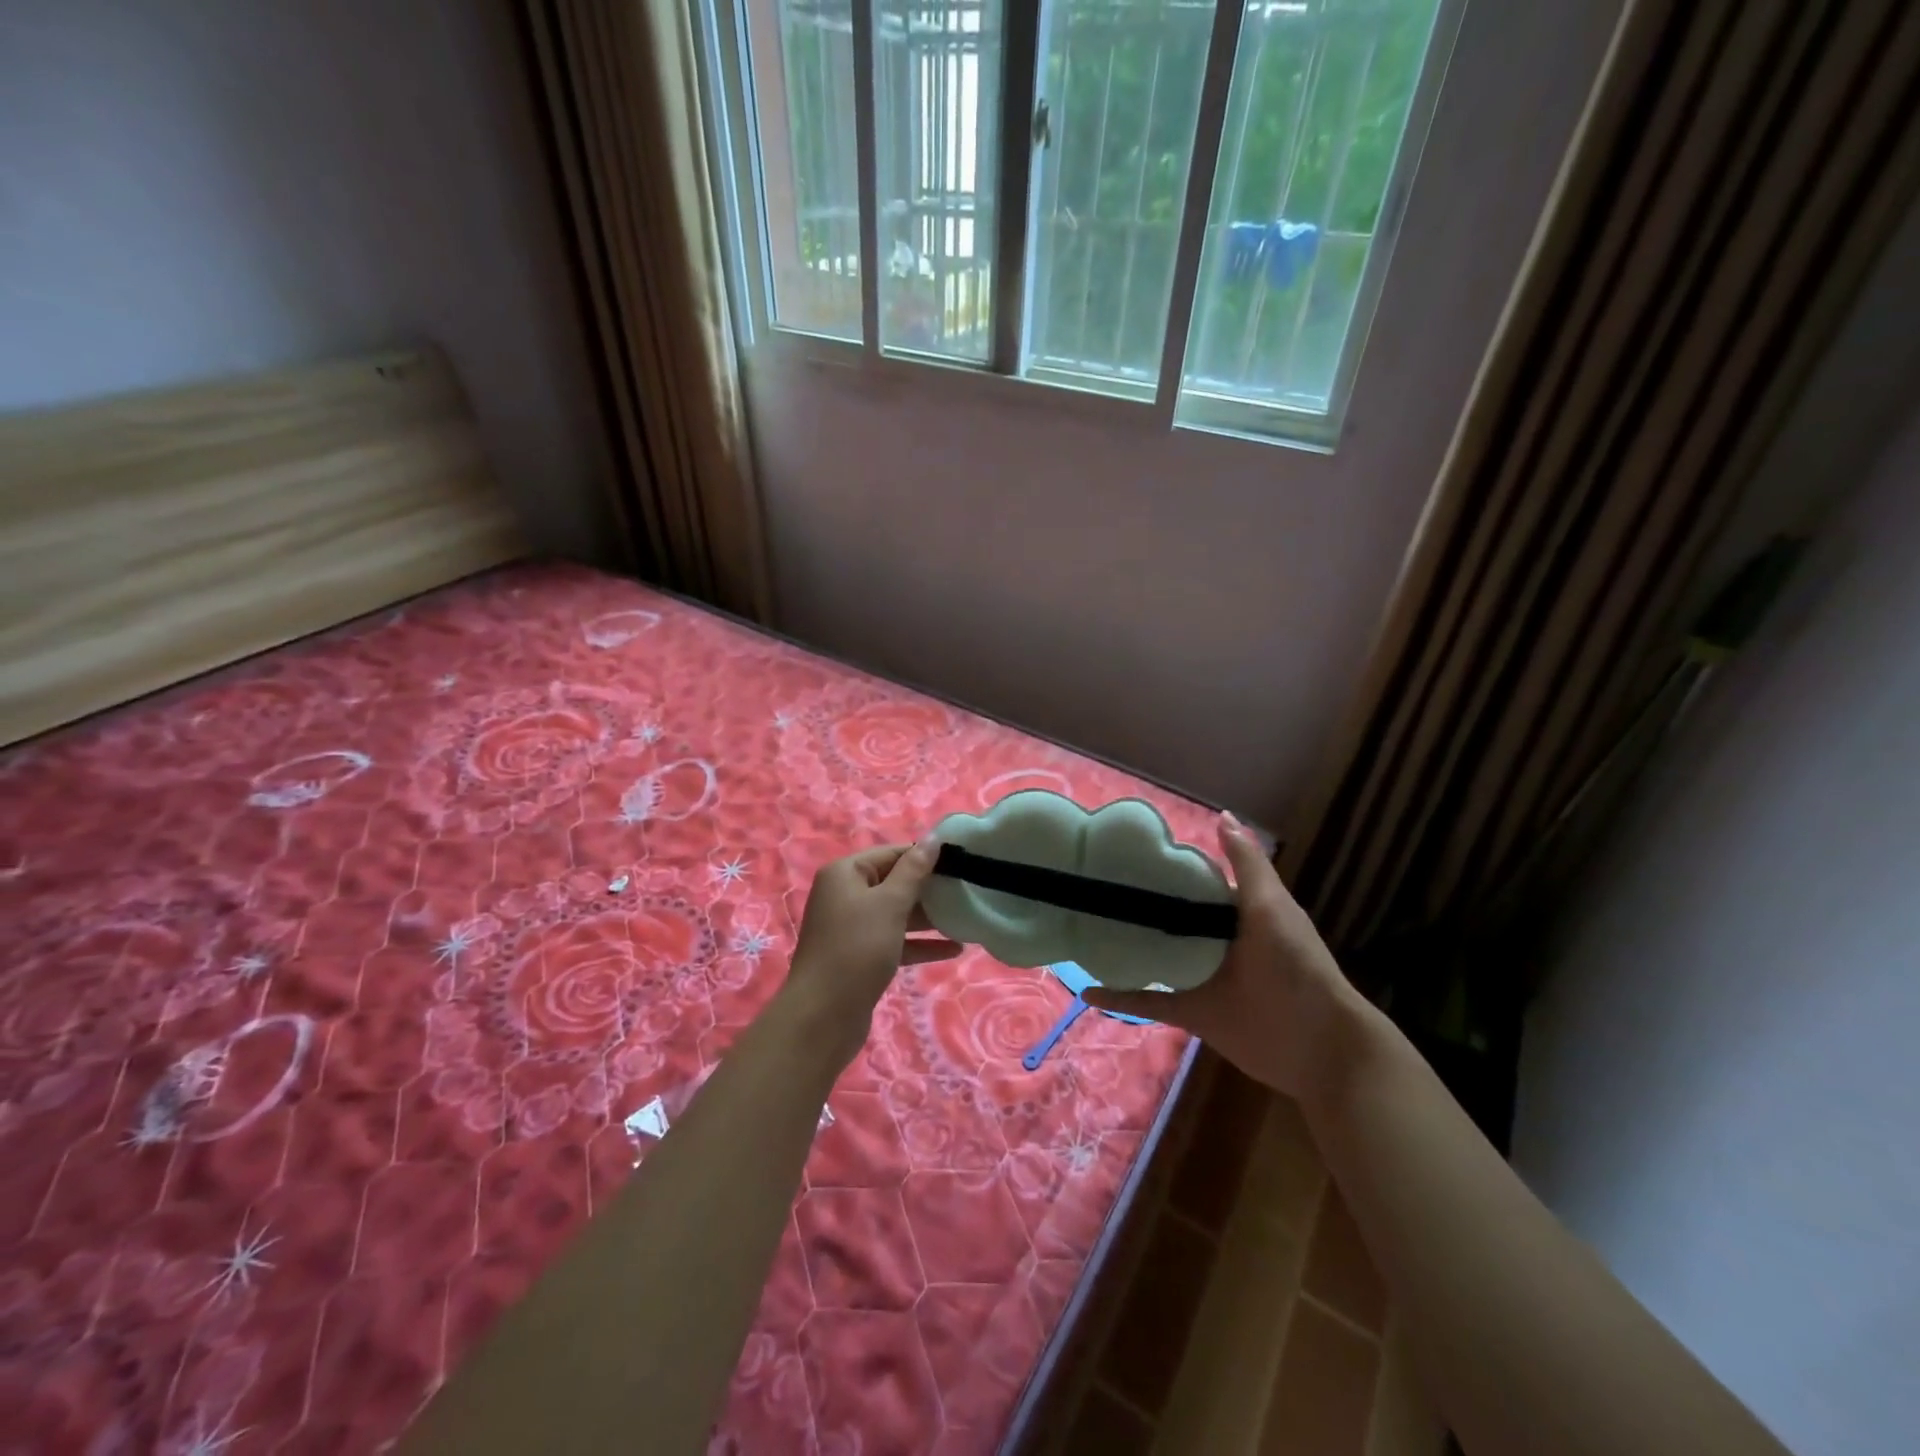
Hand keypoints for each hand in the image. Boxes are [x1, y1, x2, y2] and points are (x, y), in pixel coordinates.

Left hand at [784, 841, 961, 1060]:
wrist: (823, 1017)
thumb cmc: (857, 949)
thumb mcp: (889, 905)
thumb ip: (913, 871)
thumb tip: (932, 839)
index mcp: (845, 874)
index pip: (891, 853)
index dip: (924, 856)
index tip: (960, 862)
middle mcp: (845, 895)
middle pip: (894, 883)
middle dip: (929, 888)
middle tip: (967, 890)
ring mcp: (851, 928)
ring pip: (896, 914)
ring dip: (928, 917)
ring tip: (966, 918)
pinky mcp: (861, 956)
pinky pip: (895, 940)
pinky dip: (920, 943)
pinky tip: (954, 949)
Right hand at [1083, 813, 1364, 1104]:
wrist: (1319, 1045)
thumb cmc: (1296, 966)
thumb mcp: (1272, 906)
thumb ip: (1247, 864)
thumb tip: (1221, 815)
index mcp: (1236, 915)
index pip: (1196, 884)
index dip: (1167, 869)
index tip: (1126, 854)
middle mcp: (1215, 944)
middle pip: (1170, 920)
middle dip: (1138, 907)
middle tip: (1095, 888)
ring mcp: (1201, 979)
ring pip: (1154, 959)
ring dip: (1125, 949)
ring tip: (1084, 930)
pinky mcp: (1191, 1013)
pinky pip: (1148, 1003)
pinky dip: (1120, 998)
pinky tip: (1087, 991)